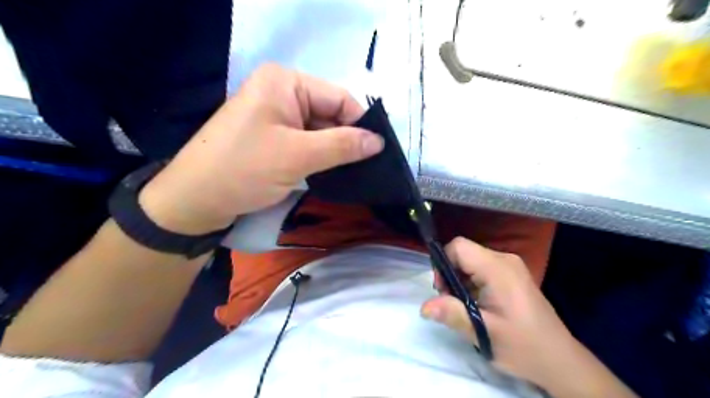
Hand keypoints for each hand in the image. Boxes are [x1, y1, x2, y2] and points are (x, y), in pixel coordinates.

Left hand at [138, 63, 382, 234]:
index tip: (378, 152)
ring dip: (334, 151)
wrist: (195, 200)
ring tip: (354, 172)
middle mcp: (282, 92)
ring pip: (320, 130)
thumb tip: (379, 141)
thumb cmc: (244, 170)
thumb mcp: (298, 156)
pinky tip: (332, 171)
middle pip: (330, 113)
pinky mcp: (272, 136)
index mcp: (285, 82)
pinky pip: (306, 141)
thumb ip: (343, 145)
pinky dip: (320, 156)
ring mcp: (276, 115)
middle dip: (347, 140)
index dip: (360, 124)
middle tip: (368, 168)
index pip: (339, 98)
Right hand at [421, 238, 637, 396]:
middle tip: (454, 303)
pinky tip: (479, 305)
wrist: (559, 360)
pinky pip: (482, 268)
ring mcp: (510, 266)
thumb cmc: (523, 346)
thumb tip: (424, 306)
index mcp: (498, 268)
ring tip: (466, 307)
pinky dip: (472, 283)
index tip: (443, 290)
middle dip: (451, 274)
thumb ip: (453, 314)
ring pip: (471, 261)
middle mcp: (504, 259)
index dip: (444, 263)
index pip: (459, 246)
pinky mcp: (512, 274)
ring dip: (461, 280)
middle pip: (464, 253)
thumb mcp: (484, 332)